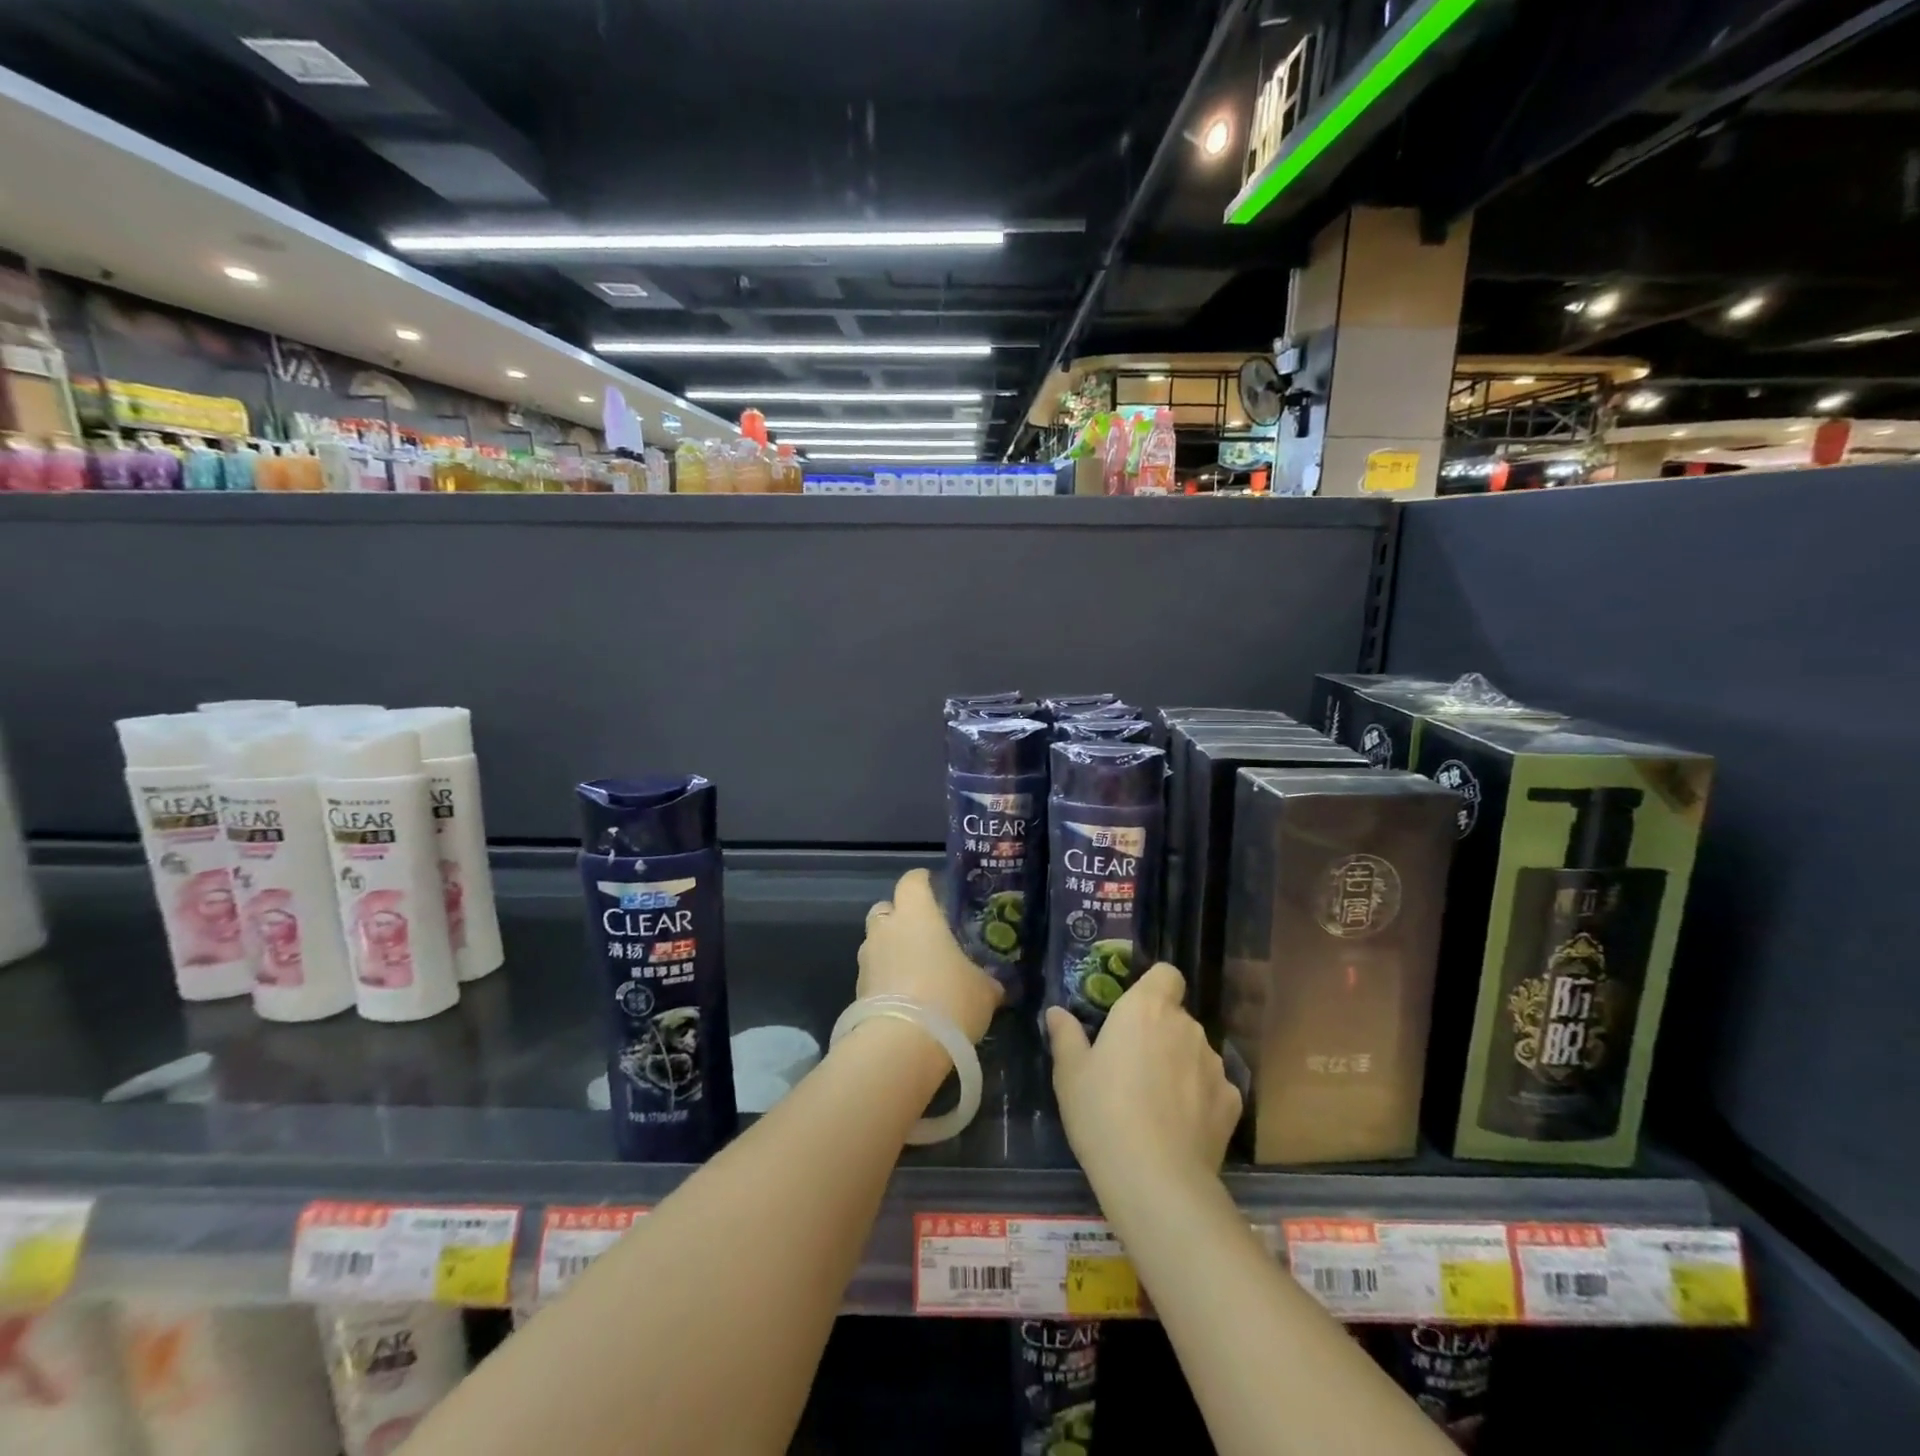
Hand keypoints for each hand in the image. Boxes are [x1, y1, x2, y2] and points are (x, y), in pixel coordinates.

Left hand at [856, 868, 1002, 1043]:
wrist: (901, 1046)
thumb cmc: (949, 999)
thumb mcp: (984, 990)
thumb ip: (987, 979)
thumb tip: (995, 984)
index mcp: (916, 914)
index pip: (912, 880)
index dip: (923, 881)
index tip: (936, 889)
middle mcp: (886, 929)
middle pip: (886, 908)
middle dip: (901, 916)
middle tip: (925, 934)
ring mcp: (867, 959)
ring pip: (876, 942)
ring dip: (891, 950)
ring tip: (916, 971)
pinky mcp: (857, 990)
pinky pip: (873, 973)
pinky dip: (885, 979)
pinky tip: (905, 998)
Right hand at [1047, 963, 1241, 1192]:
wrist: (1156, 1179)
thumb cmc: (1102, 1112)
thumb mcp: (1069, 1073)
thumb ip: (1066, 1035)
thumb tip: (1057, 1012)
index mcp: (1146, 1008)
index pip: (1167, 974)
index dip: (1154, 987)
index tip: (1135, 1012)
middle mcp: (1186, 1026)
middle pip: (1177, 1017)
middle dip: (1160, 1034)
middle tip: (1133, 1065)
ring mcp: (1214, 1064)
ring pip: (1195, 1052)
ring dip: (1180, 1065)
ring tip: (1157, 1102)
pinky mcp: (1232, 1102)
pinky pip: (1213, 1088)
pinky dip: (1200, 1098)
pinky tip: (1181, 1126)